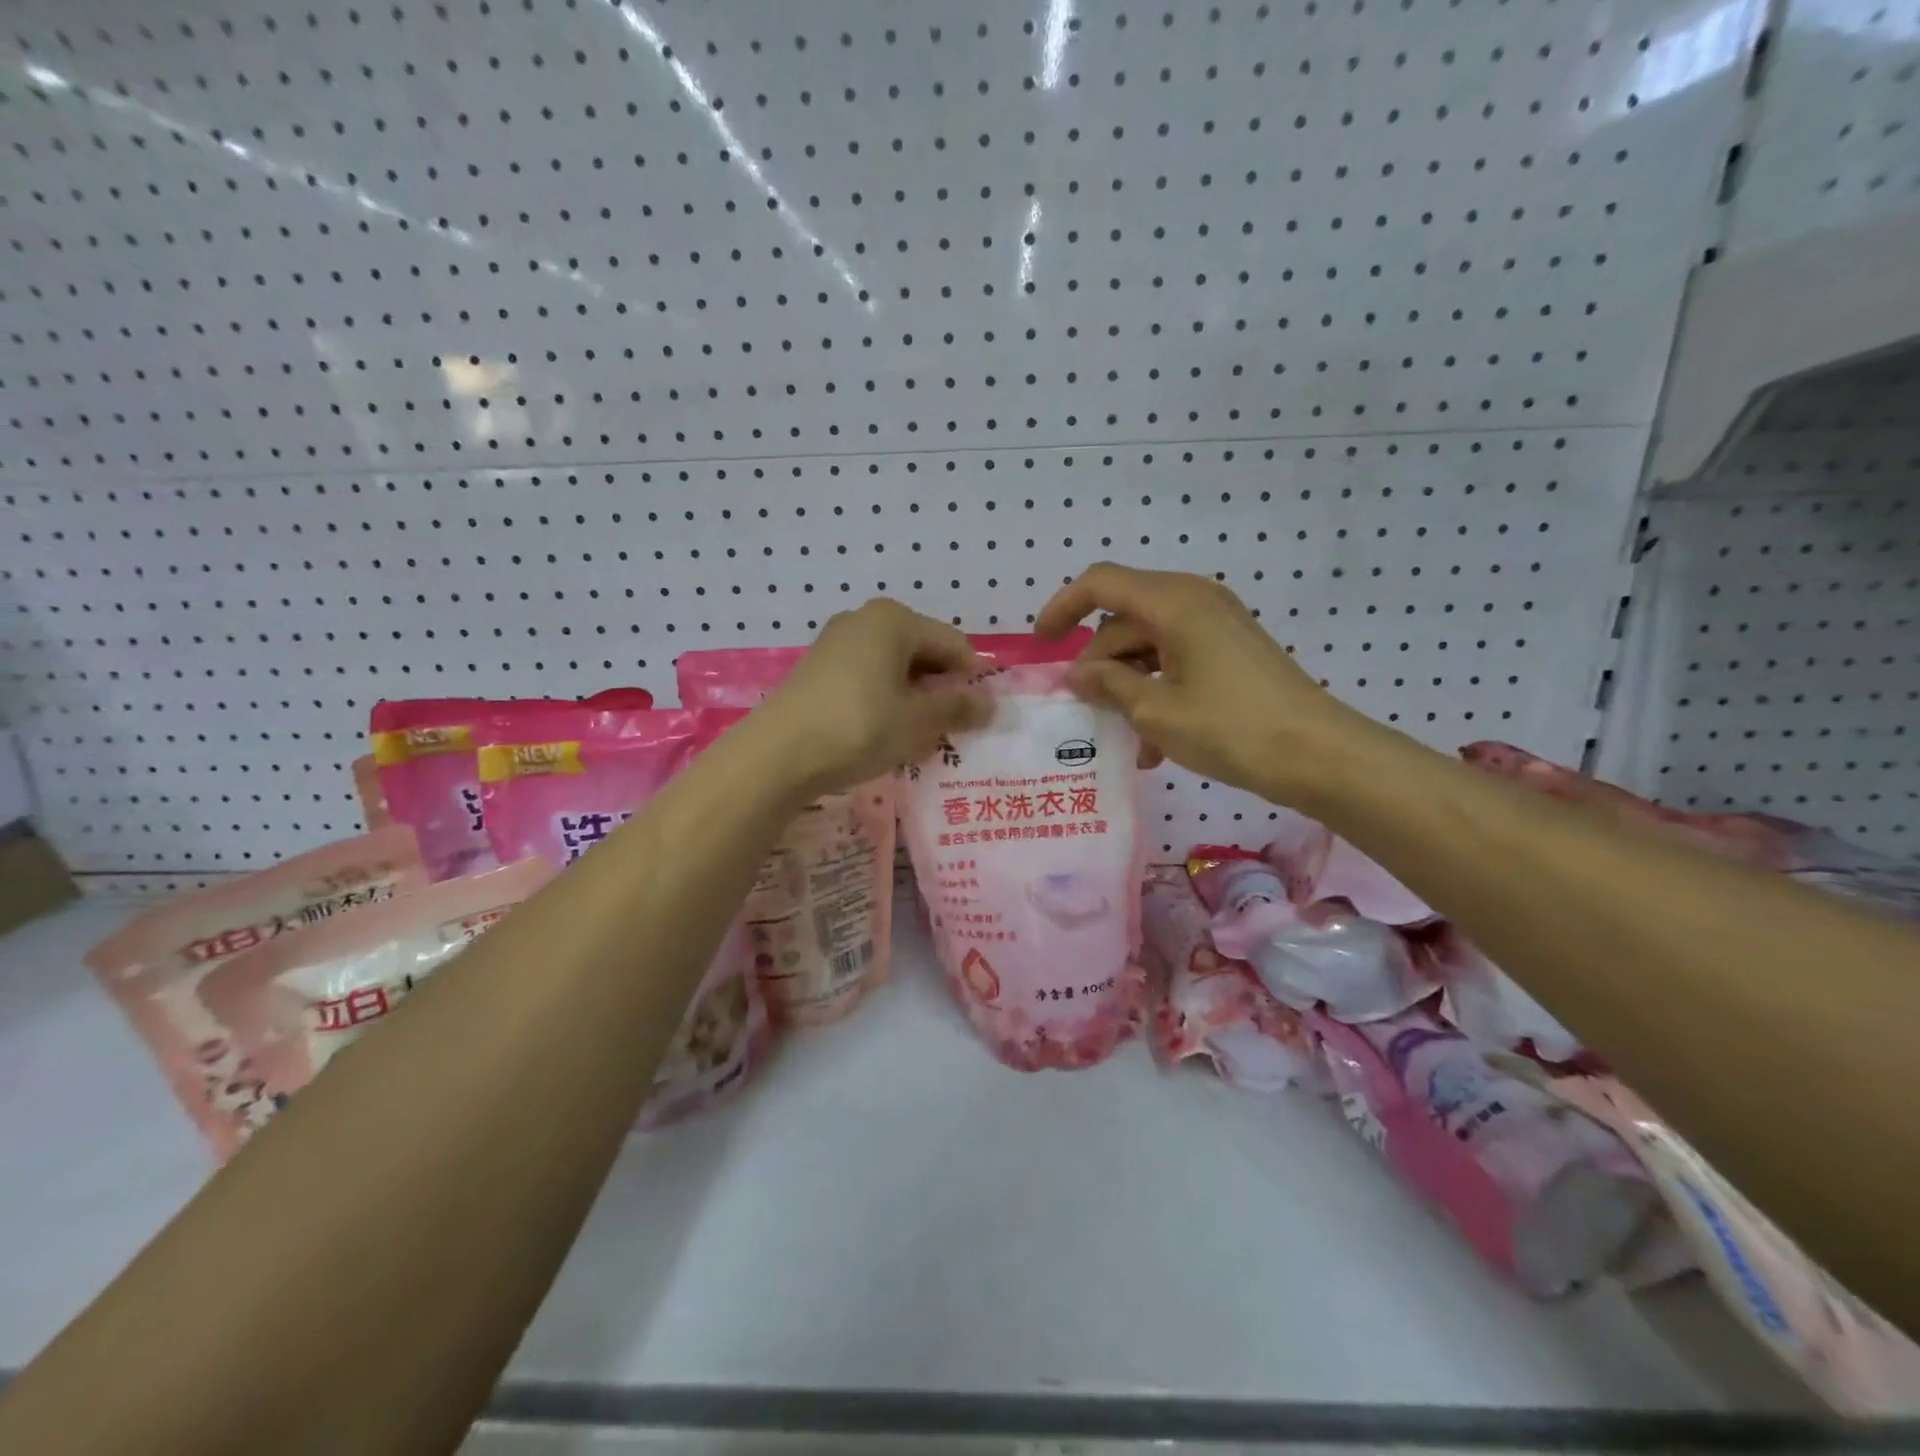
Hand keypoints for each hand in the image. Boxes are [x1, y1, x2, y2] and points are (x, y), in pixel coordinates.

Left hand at [755, 598, 990, 795]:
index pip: (954, 644)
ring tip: (920, 736)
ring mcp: (837, 642)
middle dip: (942, 689)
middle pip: (923, 652)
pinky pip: (868, 677)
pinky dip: (886, 700)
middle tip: (951, 730)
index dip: (973, 680)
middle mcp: (865, 620)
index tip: (980, 718)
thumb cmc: (859, 727)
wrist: (777, 754)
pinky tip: (885, 732)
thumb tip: (991, 704)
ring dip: (915, 698)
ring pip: (895, 667)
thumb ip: (958, 708)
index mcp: (895, 620)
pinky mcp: (818, 668)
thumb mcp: (918, 721)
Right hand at [1035, 563, 1376, 807]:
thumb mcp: (1156, 711)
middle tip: (1091, 714)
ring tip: (1128, 740)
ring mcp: (1216, 624)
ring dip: (1129, 686)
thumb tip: (1078, 674)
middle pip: (1123, 619)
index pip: (1101, 583)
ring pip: (1148, 643)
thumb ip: (1108, 684)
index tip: (1041, 646)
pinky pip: (1175, 658)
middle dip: (1100, 665)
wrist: (1319, 754)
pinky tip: (1155, 741)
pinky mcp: (1230, 649)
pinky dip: (1157, 689)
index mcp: (1174, 603)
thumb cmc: (1232, 729)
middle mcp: (1194, 601)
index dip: (1063, 608)